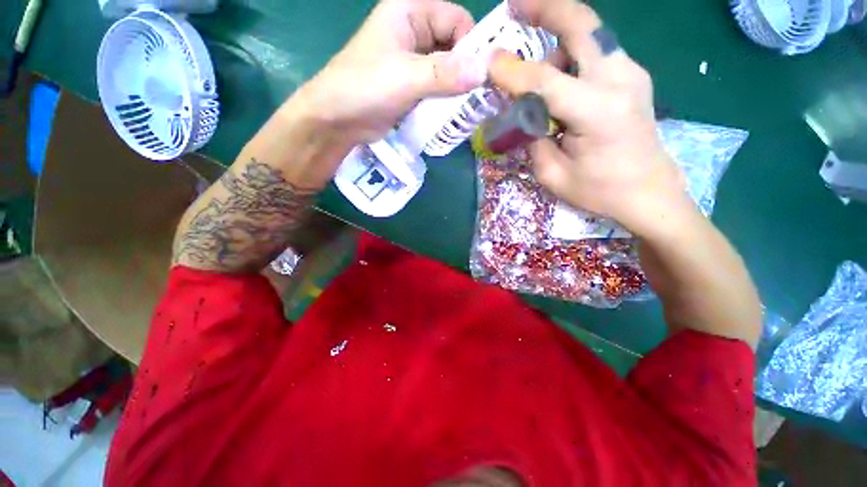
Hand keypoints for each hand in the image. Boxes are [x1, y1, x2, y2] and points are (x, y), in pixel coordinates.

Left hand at [290, 0, 488, 146]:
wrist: (338, 120)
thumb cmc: (365, 87)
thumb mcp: (406, 77)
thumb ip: (445, 74)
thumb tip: (485, 70)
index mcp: (410, 12)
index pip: (456, 20)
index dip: (472, 45)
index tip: (483, 77)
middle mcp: (414, 32)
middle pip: (455, 46)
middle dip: (468, 72)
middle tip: (482, 98)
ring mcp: (414, 62)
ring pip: (448, 71)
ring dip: (459, 90)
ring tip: (472, 110)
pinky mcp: (413, 87)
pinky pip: (438, 89)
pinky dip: (447, 101)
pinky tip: (455, 116)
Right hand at [489, 0, 689, 236]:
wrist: (649, 194)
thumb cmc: (599, 191)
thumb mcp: (553, 174)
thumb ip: (532, 138)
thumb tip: (521, 111)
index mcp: (597, 111)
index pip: (544, 80)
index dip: (512, 70)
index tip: (488, 61)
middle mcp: (619, 80)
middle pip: (582, 24)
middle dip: (546, 8)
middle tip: (516, 5)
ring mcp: (632, 74)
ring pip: (588, 36)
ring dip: (556, 43)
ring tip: (535, 76)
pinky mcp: (633, 78)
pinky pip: (596, 52)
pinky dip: (571, 56)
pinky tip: (559, 81)